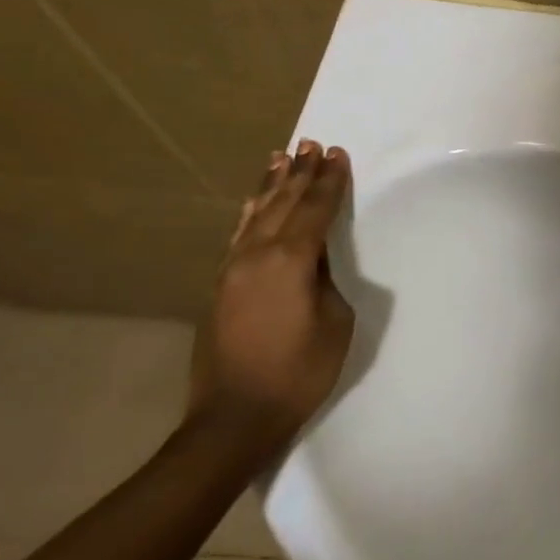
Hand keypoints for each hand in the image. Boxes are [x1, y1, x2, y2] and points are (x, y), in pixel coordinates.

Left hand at [189, 140, 355, 441]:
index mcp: (289, 261)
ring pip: (255, 215)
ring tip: (282, 157)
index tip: (338, 155)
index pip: (314, 210)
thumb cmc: (301, 370)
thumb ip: (326, 281)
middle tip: (312, 144)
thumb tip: (315, 261)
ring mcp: (232, 269)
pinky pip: (239, 235)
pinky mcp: (221, 285)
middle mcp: (255, 255)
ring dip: (271, 185)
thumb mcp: (335, 321)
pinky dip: (250, 212)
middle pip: (281, 204)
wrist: (237, 415)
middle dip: (300, 173)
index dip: (329, 182)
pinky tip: (254, 203)